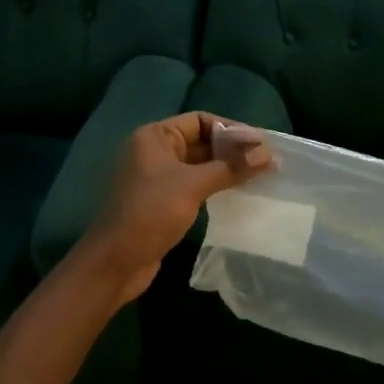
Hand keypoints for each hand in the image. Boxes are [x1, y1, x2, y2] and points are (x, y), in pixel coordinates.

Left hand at [81, 112, 269, 303]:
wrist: (115, 263)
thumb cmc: (150, 213)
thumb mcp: (193, 185)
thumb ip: (231, 167)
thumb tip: (268, 154)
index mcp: (155, 137)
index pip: (200, 120)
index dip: (231, 129)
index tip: (260, 143)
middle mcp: (154, 151)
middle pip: (201, 141)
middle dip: (232, 150)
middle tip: (265, 161)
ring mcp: (157, 178)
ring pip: (199, 165)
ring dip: (226, 169)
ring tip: (258, 176)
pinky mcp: (162, 201)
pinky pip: (194, 185)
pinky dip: (215, 186)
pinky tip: (237, 194)